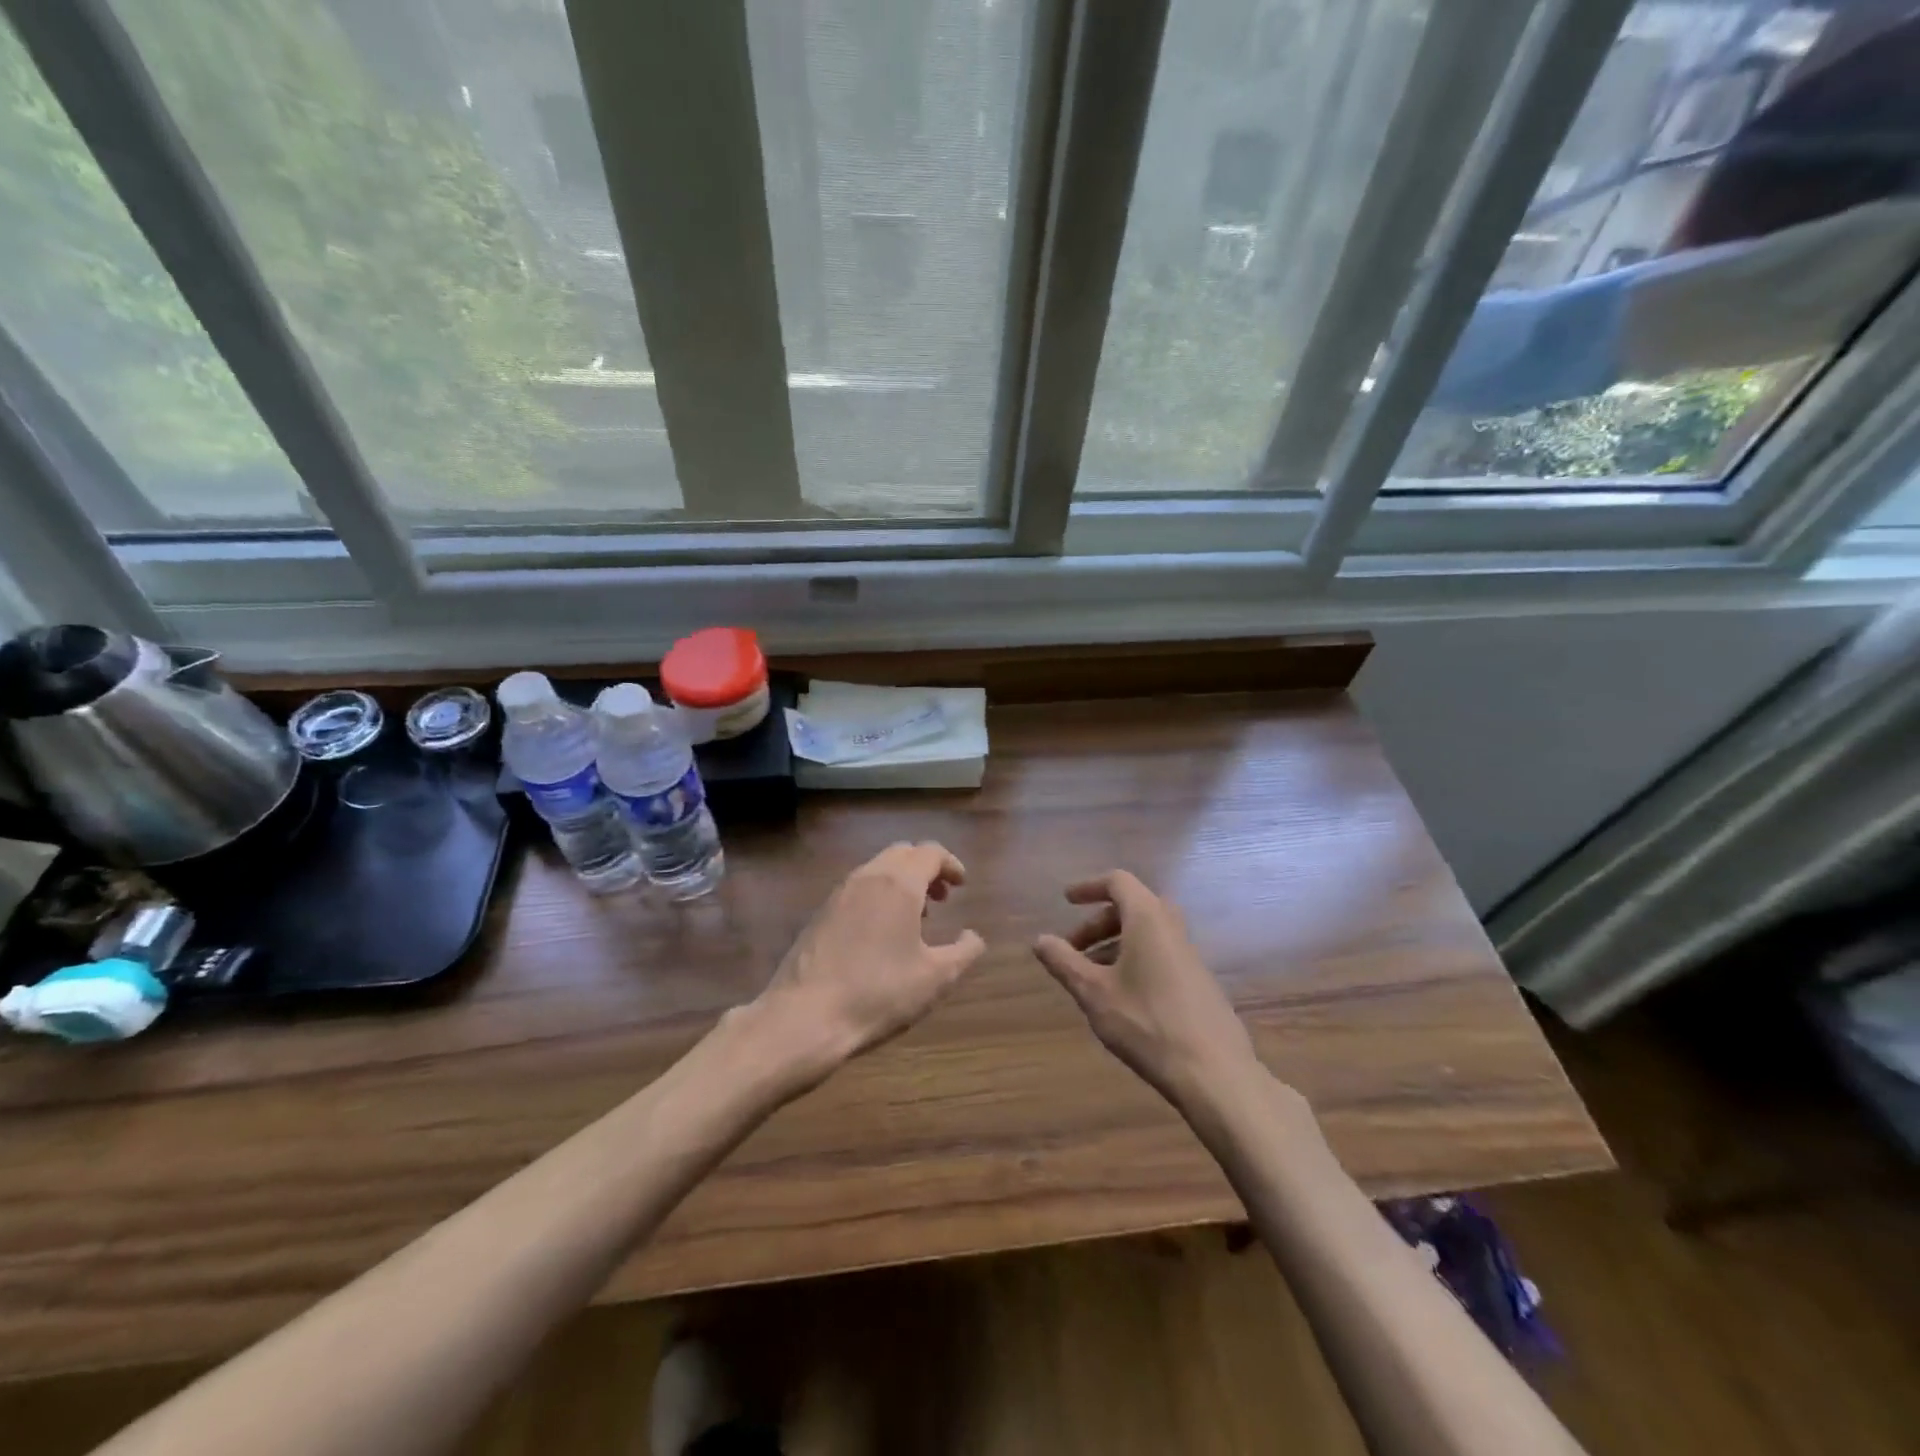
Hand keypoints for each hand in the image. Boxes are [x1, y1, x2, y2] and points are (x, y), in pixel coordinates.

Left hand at [747, 842, 985, 1091]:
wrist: (804, 1017)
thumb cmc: (878, 993)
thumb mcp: (935, 979)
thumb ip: (964, 952)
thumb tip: (973, 936)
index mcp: (898, 884)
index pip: (930, 852)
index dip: (951, 864)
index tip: (962, 886)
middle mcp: (867, 877)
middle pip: (902, 854)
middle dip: (926, 869)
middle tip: (942, 898)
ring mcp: (838, 894)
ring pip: (877, 870)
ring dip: (901, 882)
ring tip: (916, 918)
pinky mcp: (819, 914)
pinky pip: (857, 889)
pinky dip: (878, 896)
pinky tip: (881, 935)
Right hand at [1033, 871, 1259, 1104]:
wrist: (1214, 1072)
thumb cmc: (1146, 1023)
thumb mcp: (1093, 992)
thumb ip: (1064, 962)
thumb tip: (1040, 940)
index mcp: (1147, 918)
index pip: (1118, 882)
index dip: (1089, 887)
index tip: (1066, 901)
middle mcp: (1172, 928)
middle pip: (1132, 907)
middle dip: (1098, 923)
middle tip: (1073, 949)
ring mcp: (1189, 955)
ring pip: (1146, 933)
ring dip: (1114, 944)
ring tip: (1090, 976)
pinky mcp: (1199, 981)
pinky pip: (1160, 954)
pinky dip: (1134, 960)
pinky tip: (1120, 997)